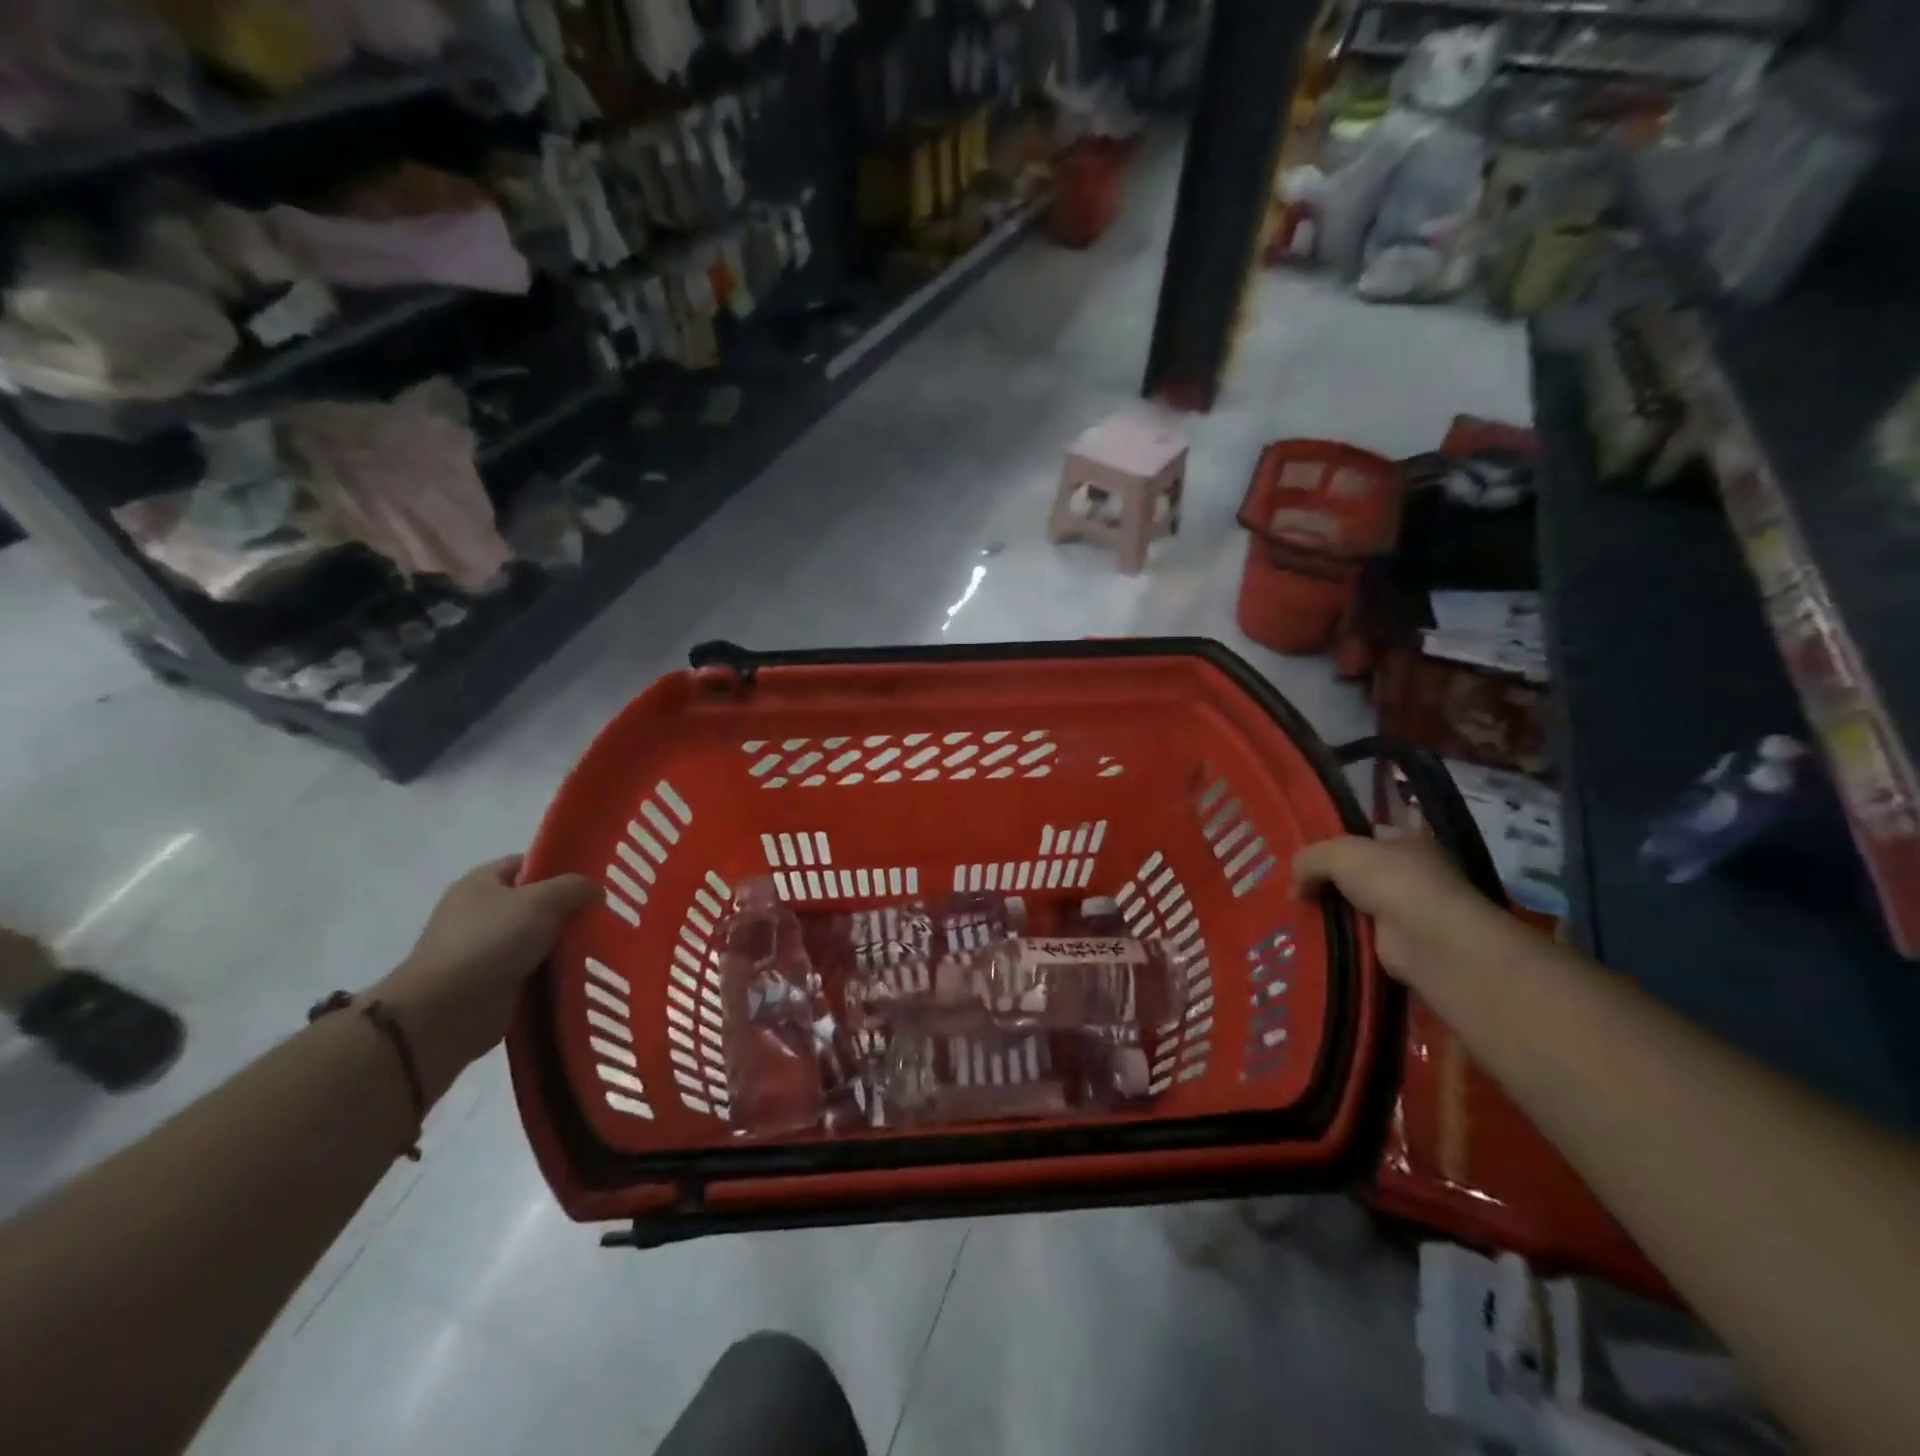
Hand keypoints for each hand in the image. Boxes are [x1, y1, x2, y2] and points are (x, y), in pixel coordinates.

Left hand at [373, 857, 595, 1100]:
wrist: (445, 1013)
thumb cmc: (491, 942)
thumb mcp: (543, 900)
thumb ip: (575, 887)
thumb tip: (597, 891)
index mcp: (481, 883)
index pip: (528, 864)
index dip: (562, 867)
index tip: (597, 879)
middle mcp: (480, 913)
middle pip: (538, 903)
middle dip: (570, 910)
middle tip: (608, 914)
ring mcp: (485, 952)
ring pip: (540, 940)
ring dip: (567, 945)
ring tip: (605, 945)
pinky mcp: (493, 986)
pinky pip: (536, 972)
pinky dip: (557, 974)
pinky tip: (588, 973)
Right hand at [1293, 833, 1510, 993]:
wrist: (1425, 937)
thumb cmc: (1390, 879)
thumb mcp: (1337, 853)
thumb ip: (1308, 859)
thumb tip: (1294, 887)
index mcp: (1405, 840)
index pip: (1365, 834)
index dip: (1336, 839)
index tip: (1304, 851)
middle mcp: (1408, 871)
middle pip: (1356, 869)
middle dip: (1326, 876)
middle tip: (1291, 882)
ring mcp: (1404, 907)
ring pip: (1353, 902)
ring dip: (1328, 907)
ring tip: (1292, 909)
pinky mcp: (1395, 940)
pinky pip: (1355, 931)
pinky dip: (1335, 933)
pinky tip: (1309, 932)